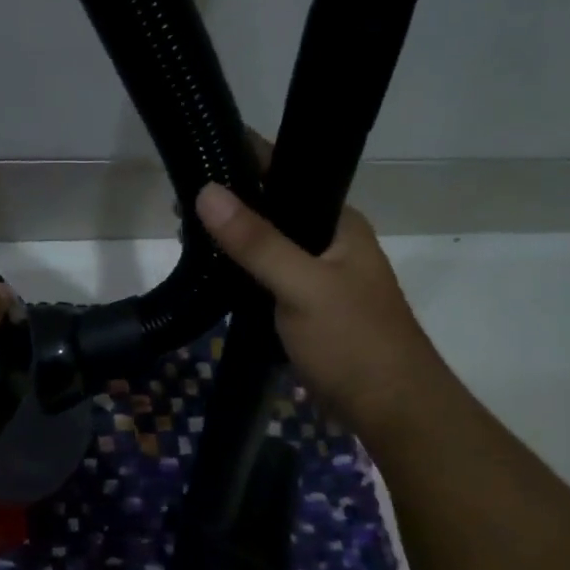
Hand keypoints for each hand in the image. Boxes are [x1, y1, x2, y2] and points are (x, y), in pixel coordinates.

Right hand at [195, 174, 450, 444]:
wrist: (391, 410)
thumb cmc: (354, 342)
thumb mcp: (302, 287)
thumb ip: (256, 242)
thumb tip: (206, 191)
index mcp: (339, 224)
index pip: (289, 174)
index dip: (245, 163)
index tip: (197, 158)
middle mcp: (329, 244)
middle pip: (274, 213)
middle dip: (230, 207)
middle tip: (178, 208)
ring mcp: (317, 280)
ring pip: (267, 250)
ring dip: (232, 244)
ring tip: (185, 237)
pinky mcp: (305, 312)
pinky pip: (266, 282)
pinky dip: (240, 276)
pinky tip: (212, 278)